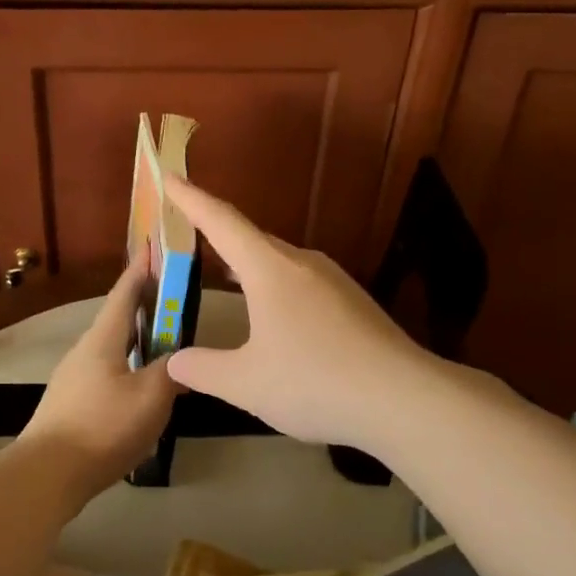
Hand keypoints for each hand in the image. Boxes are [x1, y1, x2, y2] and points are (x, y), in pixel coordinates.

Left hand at [18, 257, 177, 505]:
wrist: (47, 473)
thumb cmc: (102, 427)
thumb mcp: (150, 397)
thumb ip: (172, 372)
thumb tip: (183, 359)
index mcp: (103, 339)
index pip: (125, 292)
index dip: (141, 269)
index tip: (152, 246)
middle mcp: (85, 351)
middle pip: (118, 320)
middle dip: (144, 306)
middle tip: (173, 299)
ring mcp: (74, 378)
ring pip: (113, 349)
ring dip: (138, 341)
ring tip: (165, 345)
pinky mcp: (71, 404)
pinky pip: (107, 374)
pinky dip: (129, 368)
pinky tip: (143, 388)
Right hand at [163, 177, 432, 449]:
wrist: (406, 400)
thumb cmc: (316, 382)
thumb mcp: (247, 383)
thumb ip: (203, 369)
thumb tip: (174, 362)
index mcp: (270, 269)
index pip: (221, 222)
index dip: (191, 199)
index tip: (169, 175)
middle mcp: (302, 263)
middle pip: (250, 238)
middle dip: (215, 234)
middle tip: (186, 237)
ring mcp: (333, 281)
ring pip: (277, 261)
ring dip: (246, 263)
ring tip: (221, 273)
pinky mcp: (353, 303)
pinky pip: (299, 281)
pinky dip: (272, 285)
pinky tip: (271, 313)